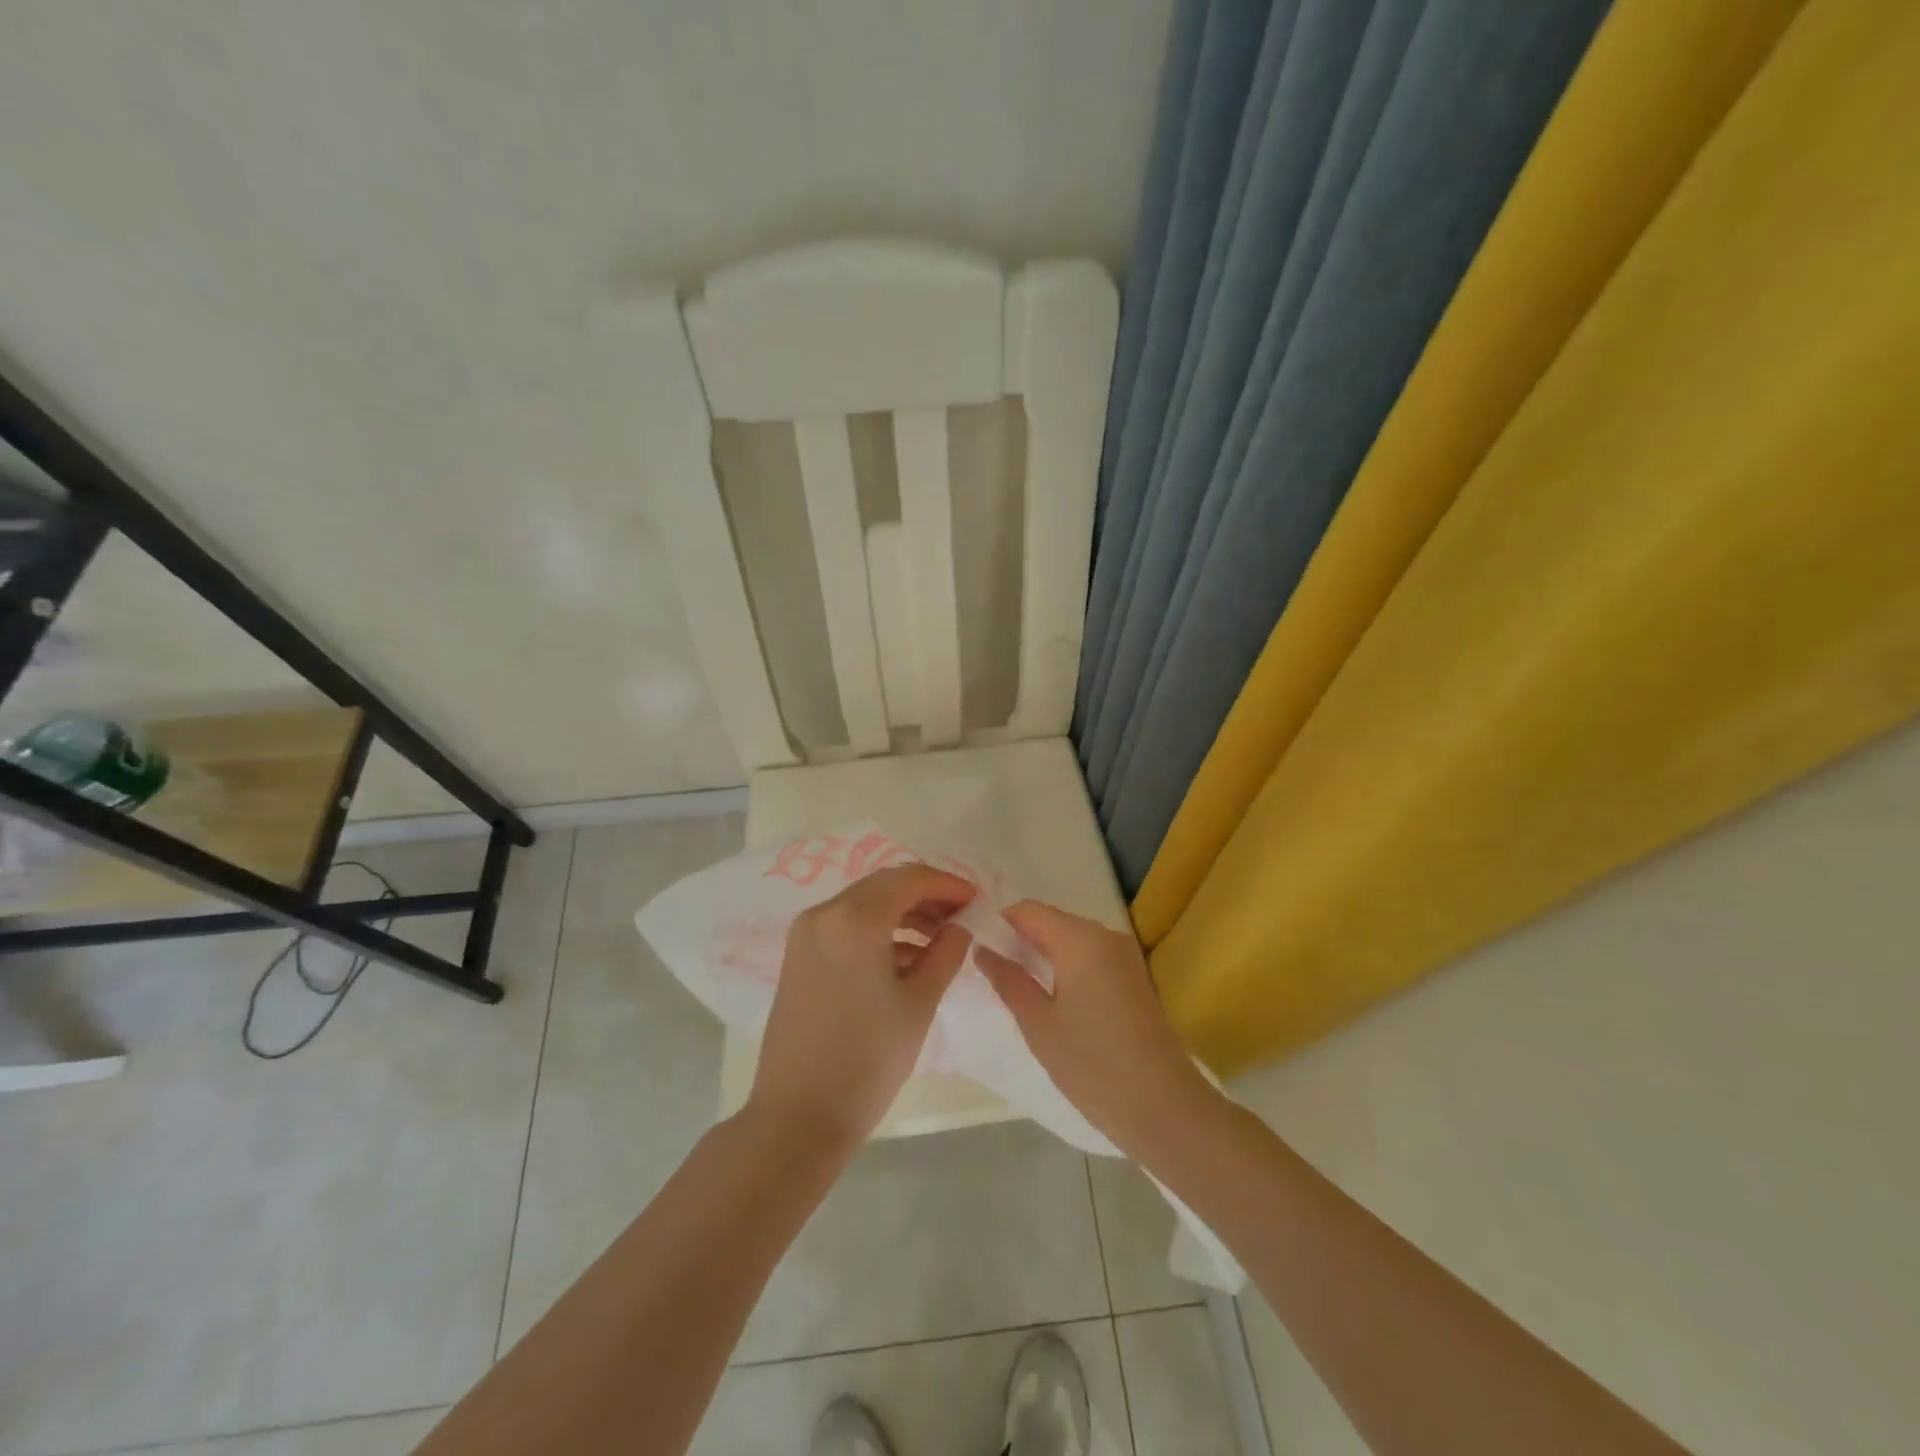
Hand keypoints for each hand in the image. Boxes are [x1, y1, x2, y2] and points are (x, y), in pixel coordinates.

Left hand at [747, 863, 976, 1154]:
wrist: (799, 1116)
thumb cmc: (868, 1060)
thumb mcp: (919, 1003)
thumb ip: (946, 953)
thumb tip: (960, 926)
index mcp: (855, 919)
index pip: (910, 878)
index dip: (947, 884)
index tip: (977, 899)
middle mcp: (824, 913)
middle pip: (884, 885)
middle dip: (926, 896)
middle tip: (961, 917)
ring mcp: (806, 933)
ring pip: (864, 904)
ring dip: (903, 913)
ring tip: (940, 940)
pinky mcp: (798, 955)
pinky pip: (845, 925)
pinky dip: (878, 931)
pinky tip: (907, 958)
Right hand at [976, 901, 1215, 1159]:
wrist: (1164, 1107)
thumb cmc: (1093, 1064)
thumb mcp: (1038, 1024)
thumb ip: (1008, 980)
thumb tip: (981, 949)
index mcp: (1080, 938)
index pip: (1027, 910)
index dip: (999, 924)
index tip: (977, 950)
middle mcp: (1105, 934)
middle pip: (1051, 921)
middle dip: (1020, 940)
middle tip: (992, 973)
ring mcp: (1124, 954)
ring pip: (1071, 938)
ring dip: (1043, 954)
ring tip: (1017, 987)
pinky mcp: (1134, 975)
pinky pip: (1090, 956)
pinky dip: (1067, 966)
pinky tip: (1052, 998)